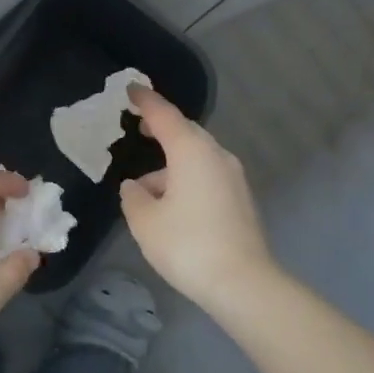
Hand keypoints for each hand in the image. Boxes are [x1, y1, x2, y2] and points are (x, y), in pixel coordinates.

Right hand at [119, 86, 276, 311]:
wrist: (242, 283)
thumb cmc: (187, 244)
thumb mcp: (145, 221)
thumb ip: (133, 197)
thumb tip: (136, 186)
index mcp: (191, 151)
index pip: (164, 115)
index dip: (146, 101)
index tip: (131, 89)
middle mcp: (216, 156)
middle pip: (186, 133)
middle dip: (162, 129)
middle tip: (139, 127)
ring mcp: (233, 178)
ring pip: (196, 158)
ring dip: (171, 165)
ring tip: (145, 188)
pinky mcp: (240, 200)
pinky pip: (207, 177)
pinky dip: (186, 179)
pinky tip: (171, 206)